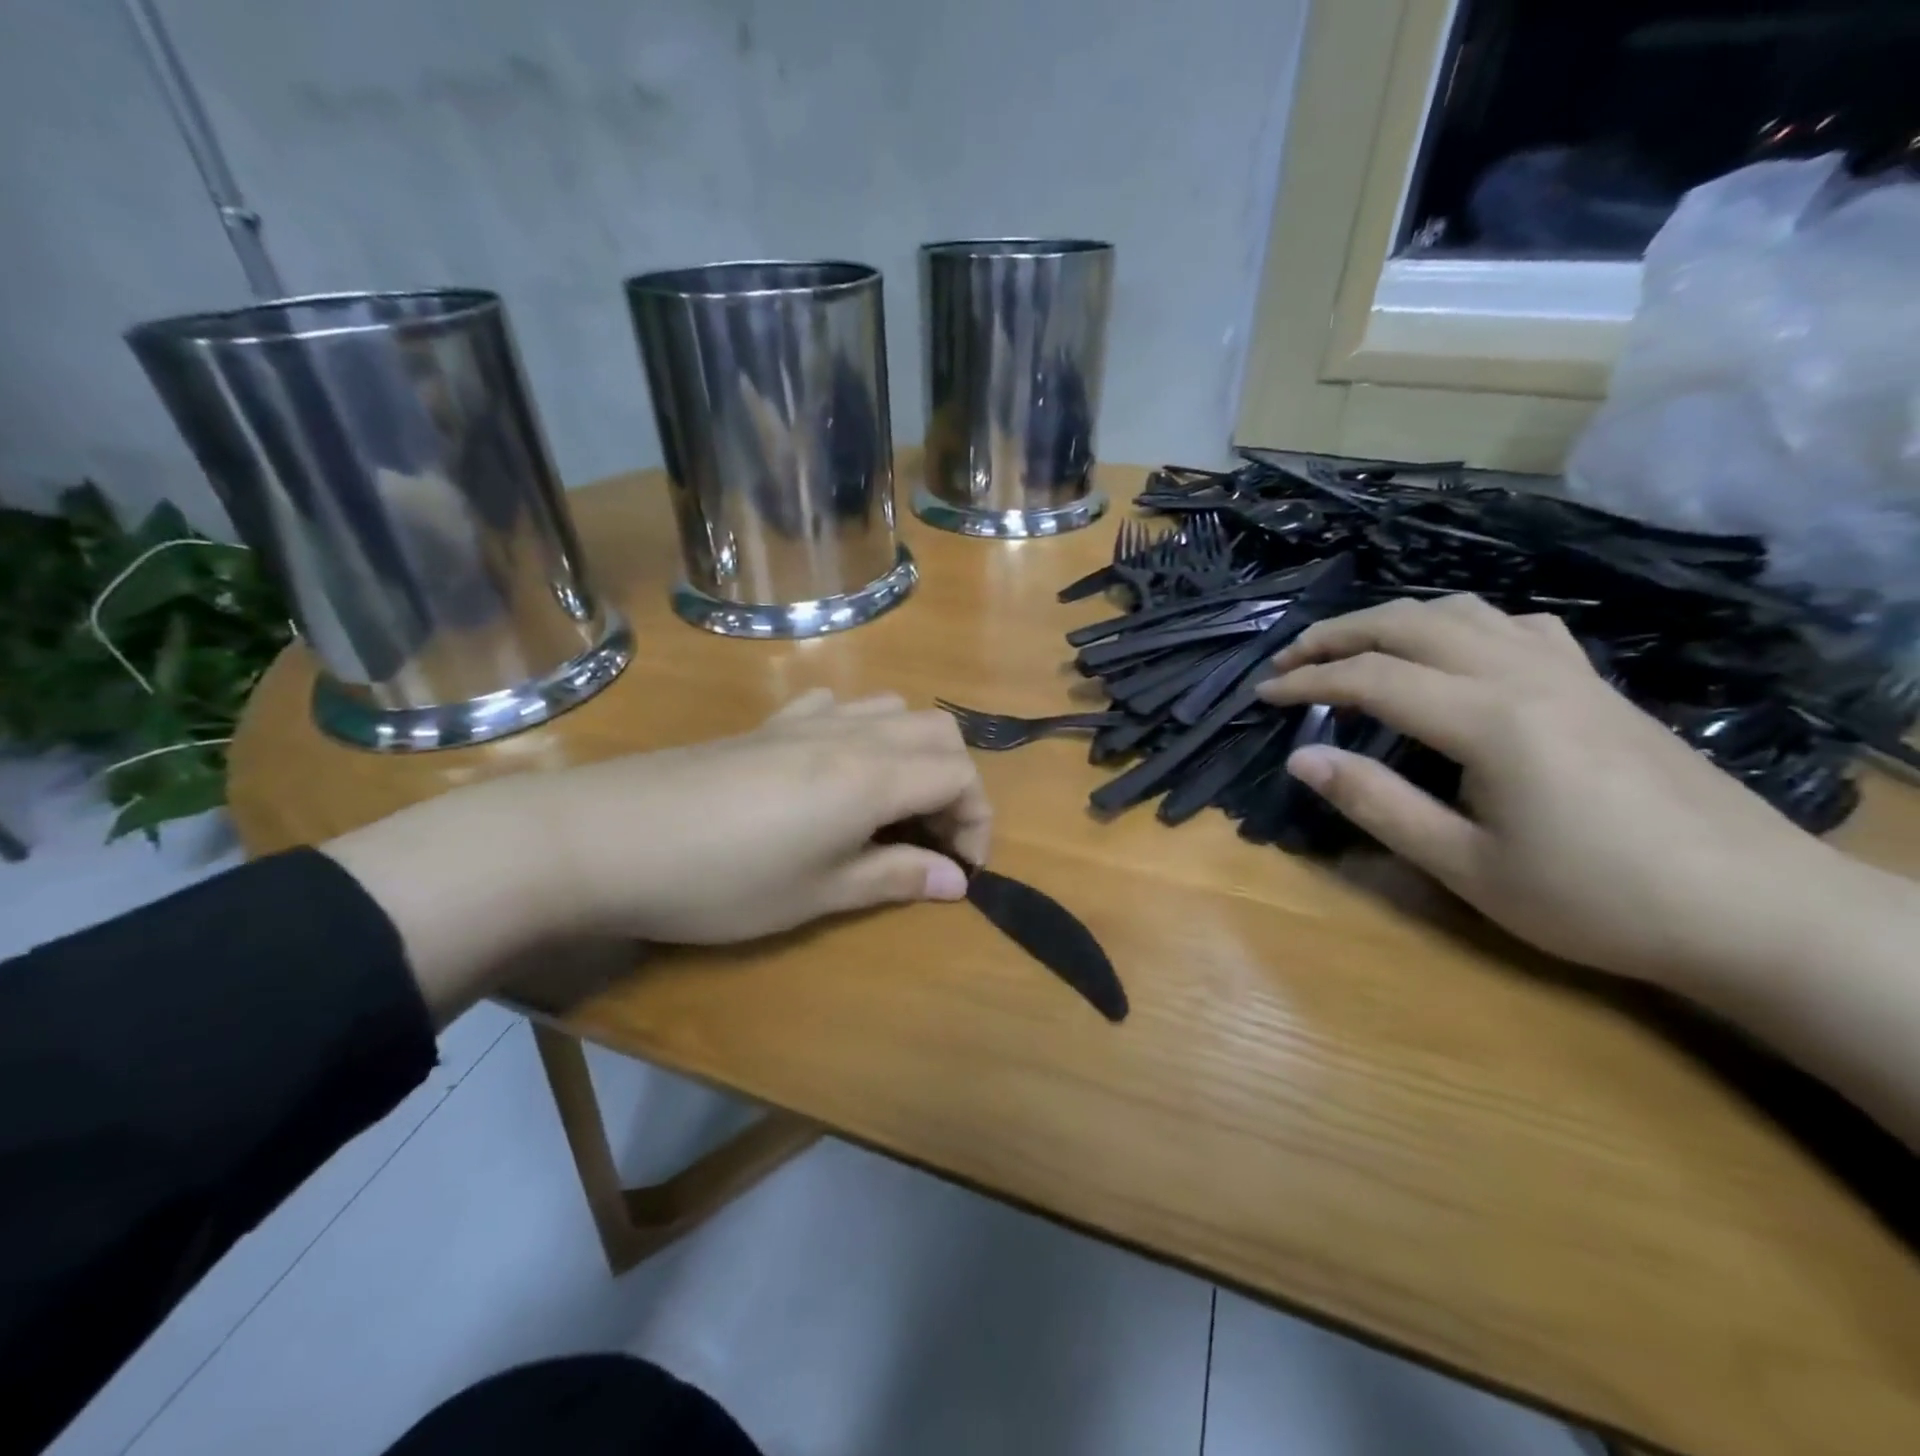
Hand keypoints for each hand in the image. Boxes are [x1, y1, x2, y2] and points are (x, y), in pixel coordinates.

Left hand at [527, 689, 989, 943]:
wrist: (608, 837)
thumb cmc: (723, 880)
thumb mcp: (818, 893)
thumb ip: (895, 878)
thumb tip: (956, 881)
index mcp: (873, 775)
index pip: (961, 776)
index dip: (977, 822)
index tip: (960, 872)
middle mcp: (852, 733)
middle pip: (939, 733)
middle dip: (955, 784)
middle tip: (932, 839)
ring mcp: (806, 720)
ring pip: (892, 710)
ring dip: (912, 752)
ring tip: (891, 806)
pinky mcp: (767, 723)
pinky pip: (836, 705)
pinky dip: (860, 730)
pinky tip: (833, 767)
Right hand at [1256, 594, 1842, 984]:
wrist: (1755, 908)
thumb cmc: (1598, 899)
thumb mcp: (1467, 867)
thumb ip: (1378, 804)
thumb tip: (1303, 757)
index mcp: (1489, 720)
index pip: (1373, 678)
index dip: (1308, 682)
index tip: (1262, 695)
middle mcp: (1524, 675)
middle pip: (1411, 624)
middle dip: (1338, 634)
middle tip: (1290, 660)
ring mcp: (1568, 672)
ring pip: (1464, 611)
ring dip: (1395, 619)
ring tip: (1354, 646)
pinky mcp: (1597, 684)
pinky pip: (1515, 626)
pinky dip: (1461, 625)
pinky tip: (1454, 651)